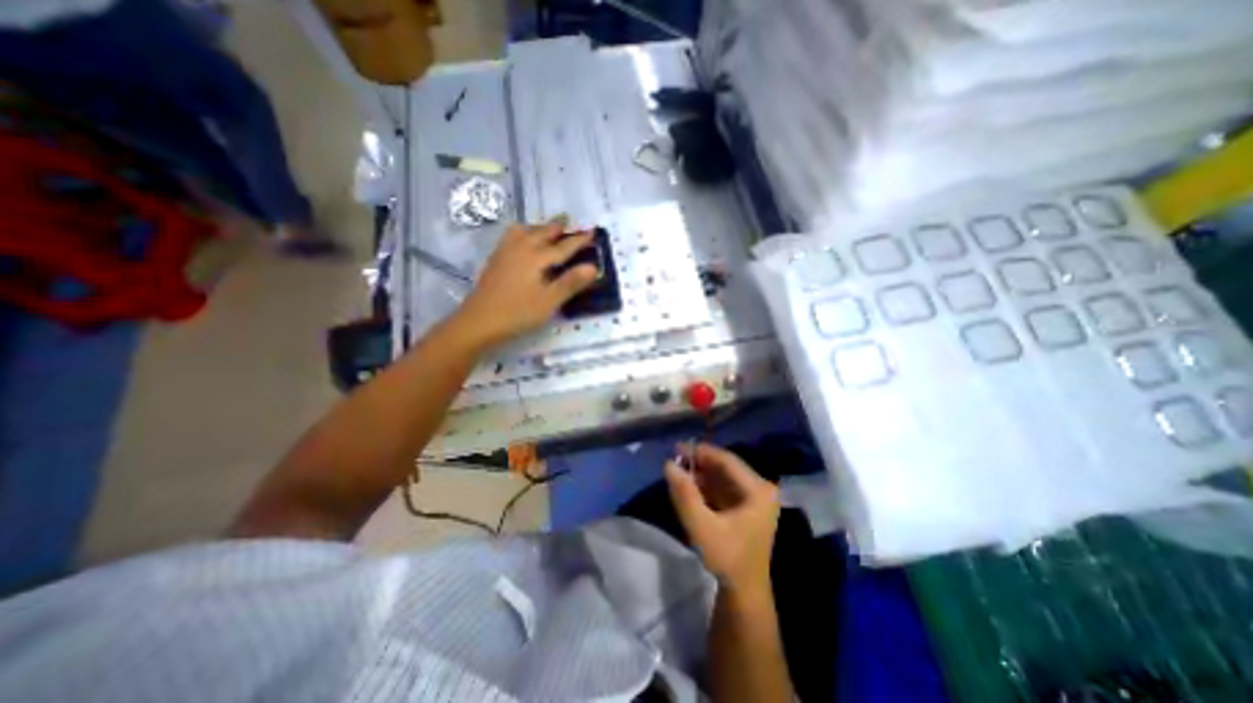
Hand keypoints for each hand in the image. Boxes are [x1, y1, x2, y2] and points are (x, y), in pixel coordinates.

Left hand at [458, 214, 598, 344]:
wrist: (479, 320)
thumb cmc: (518, 312)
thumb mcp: (549, 301)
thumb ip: (571, 283)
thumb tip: (593, 267)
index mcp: (537, 257)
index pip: (563, 246)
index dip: (579, 240)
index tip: (592, 232)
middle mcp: (521, 249)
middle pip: (542, 232)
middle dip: (557, 226)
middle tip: (568, 220)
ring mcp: (505, 253)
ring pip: (524, 231)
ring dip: (537, 227)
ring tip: (545, 229)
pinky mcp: (495, 260)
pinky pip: (511, 237)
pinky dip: (522, 233)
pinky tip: (521, 242)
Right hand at [659, 444, 779, 592]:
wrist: (744, 593)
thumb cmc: (726, 559)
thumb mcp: (701, 526)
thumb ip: (684, 494)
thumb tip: (667, 464)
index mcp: (758, 490)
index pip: (727, 461)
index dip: (702, 452)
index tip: (677, 448)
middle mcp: (761, 489)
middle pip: (726, 467)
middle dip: (700, 463)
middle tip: (675, 459)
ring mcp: (756, 498)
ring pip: (724, 476)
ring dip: (702, 474)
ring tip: (679, 472)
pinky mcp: (748, 506)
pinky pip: (725, 487)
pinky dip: (707, 485)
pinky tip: (690, 486)